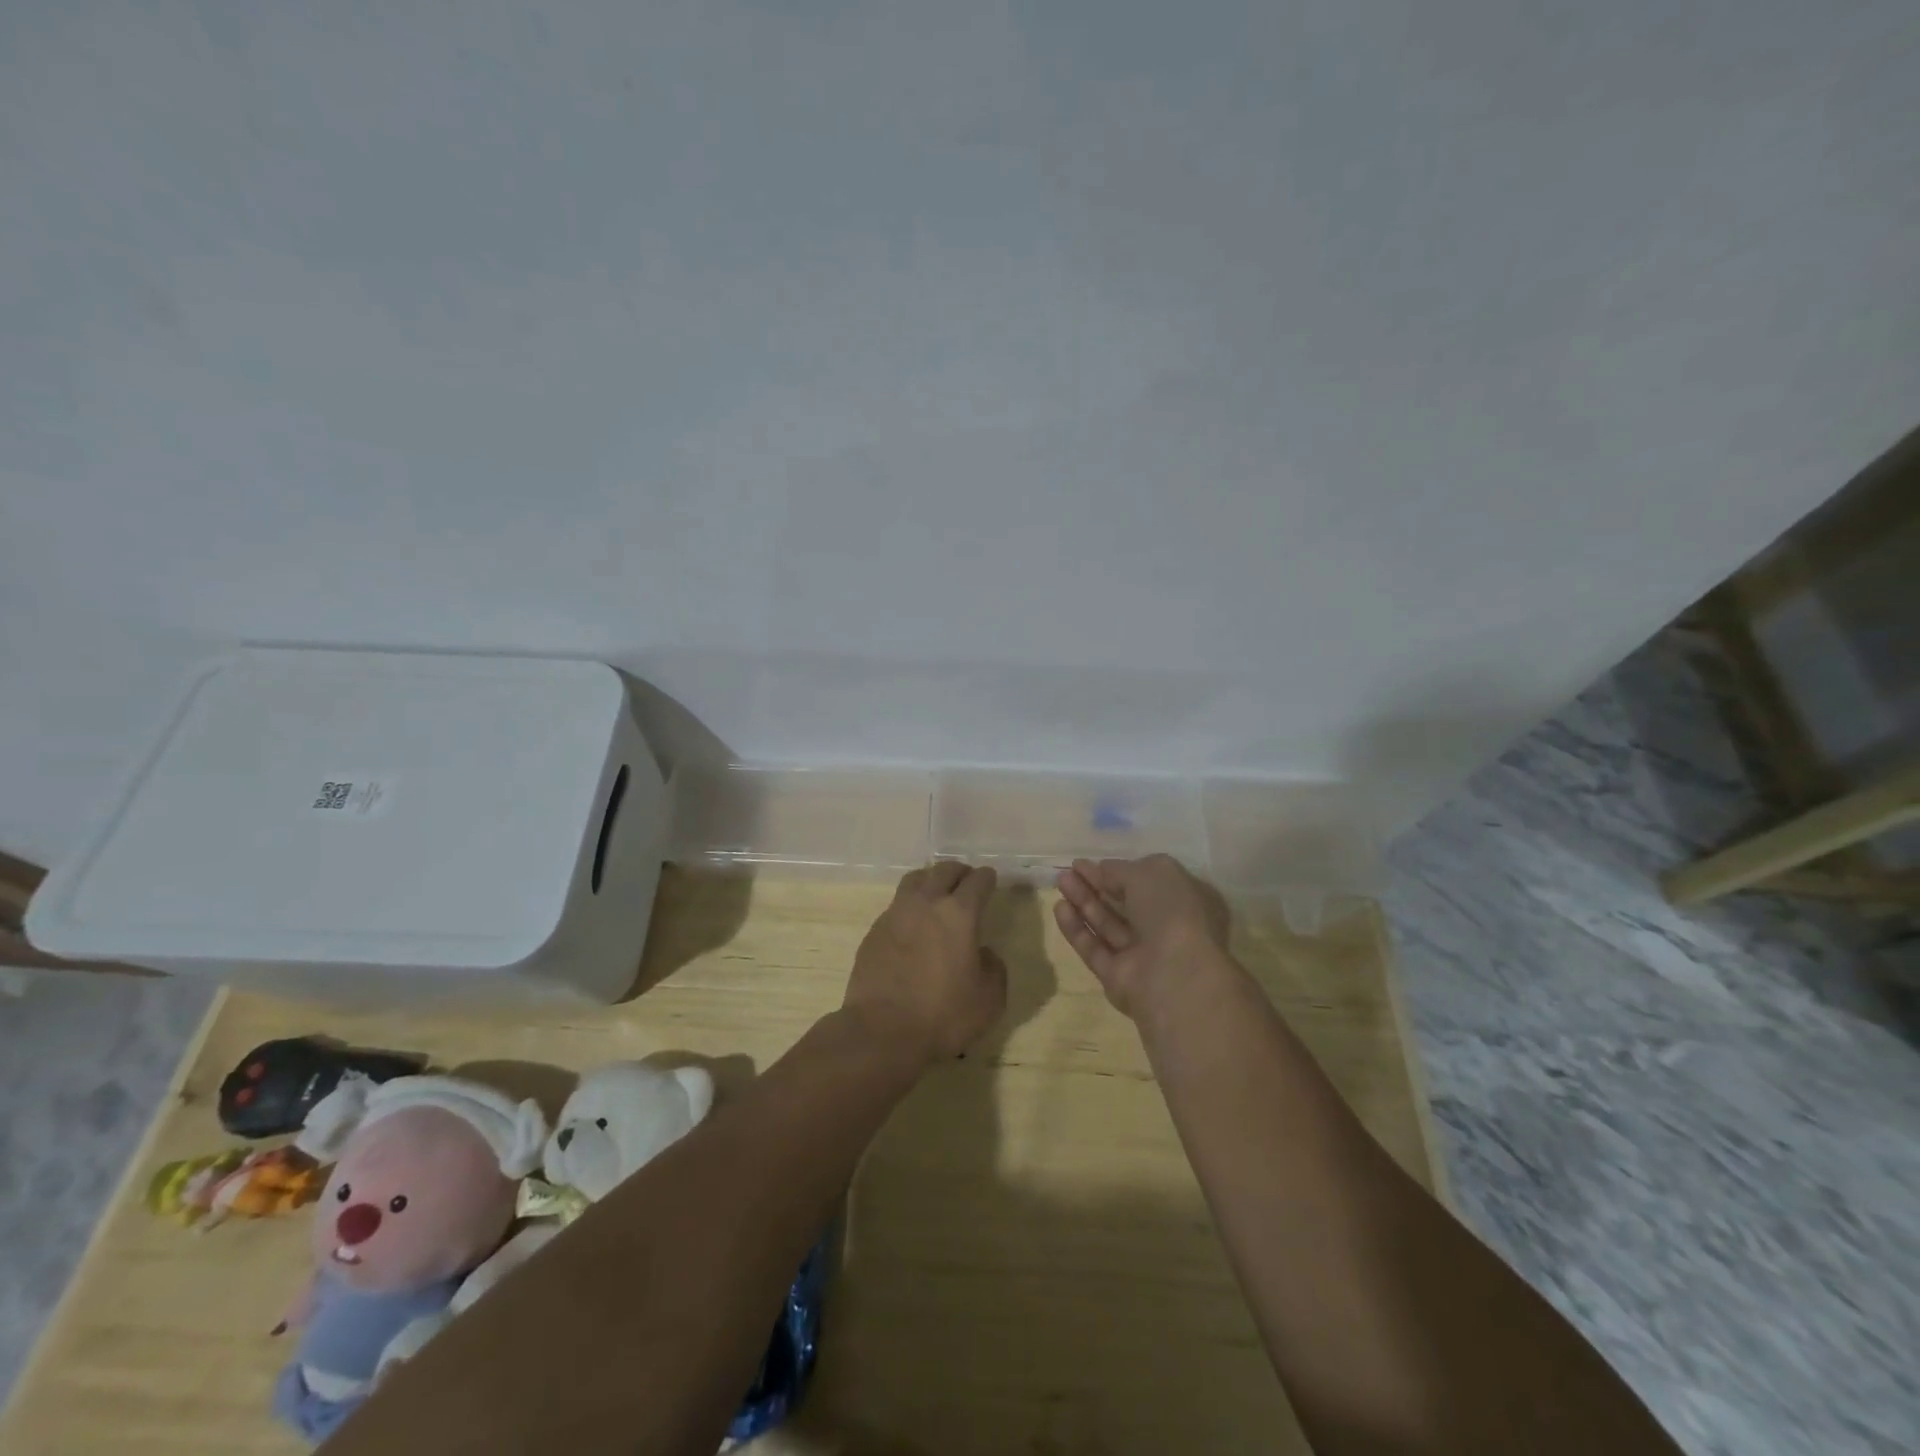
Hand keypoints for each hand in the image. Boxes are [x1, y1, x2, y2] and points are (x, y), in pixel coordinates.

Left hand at [845, 862, 1007, 1064]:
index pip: (977, 881)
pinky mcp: (874, 930)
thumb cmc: (943, 1016)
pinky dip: (909, 906)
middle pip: (944, 870)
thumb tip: (983, 953)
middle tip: (966, 882)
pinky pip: (896, 905)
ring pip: (915, 880)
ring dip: (931, 880)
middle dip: (959, 872)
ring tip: (937, 894)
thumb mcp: (989, 999)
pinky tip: (913, 926)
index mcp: (959, 913)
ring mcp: (896, 914)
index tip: (991, 880)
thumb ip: (993, 968)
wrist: (882, 1032)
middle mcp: (926, 903)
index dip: (987, 878)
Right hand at [1053, 855, 1230, 1020]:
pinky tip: (1059, 908)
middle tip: (1069, 870)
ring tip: (1060, 882)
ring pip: (1108, 924)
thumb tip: (1102, 869)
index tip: (1089, 862)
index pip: (1148, 883)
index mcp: (1183, 902)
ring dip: (1083, 902)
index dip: (1118, 871)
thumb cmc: (1172, 913)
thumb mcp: (1150, 874)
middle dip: (1096, 885)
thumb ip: (1120, 870)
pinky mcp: (1118, 977)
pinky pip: (1095, 948)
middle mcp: (1164, 928)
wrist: (1175, 975)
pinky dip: (1077, 929)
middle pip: (1124, 903)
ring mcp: (1141, 955)